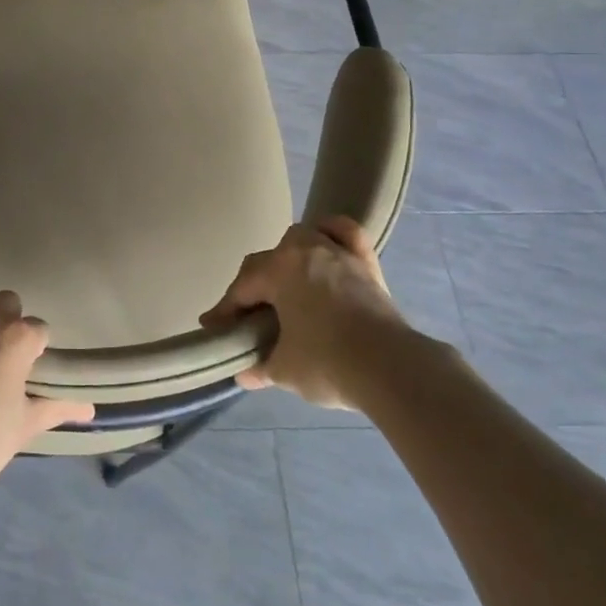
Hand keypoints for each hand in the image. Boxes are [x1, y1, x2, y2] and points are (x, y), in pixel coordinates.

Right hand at [200, 216, 407, 408]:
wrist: (391, 367)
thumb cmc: (328, 363)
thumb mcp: (285, 370)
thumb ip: (261, 367)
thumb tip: (244, 373)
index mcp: (276, 271)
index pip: (242, 288)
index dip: (225, 310)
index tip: (213, 327)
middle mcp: (302, 251)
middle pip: (266, 261)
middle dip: (254, 287)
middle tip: (249, 315)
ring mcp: (336, 252)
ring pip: (302, 239)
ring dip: (288, 257)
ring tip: (286, 282)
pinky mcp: (365, 263)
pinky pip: (345, 232)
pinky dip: (332, 232)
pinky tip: (326, 241)